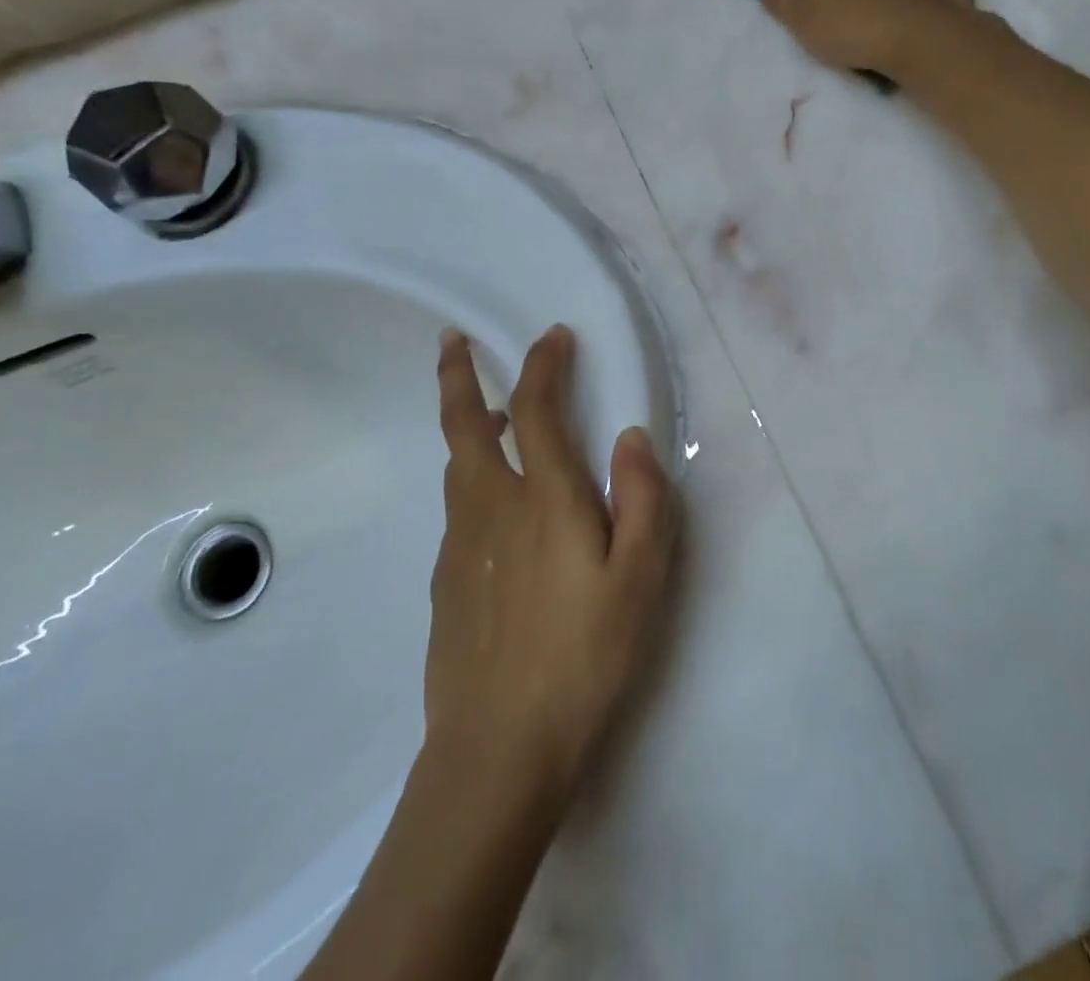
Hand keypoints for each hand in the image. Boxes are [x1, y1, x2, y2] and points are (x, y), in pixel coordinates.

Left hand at [426, 325, 677, 812]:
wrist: (497, 752)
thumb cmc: (583, 658)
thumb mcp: (640, 580)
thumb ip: (642, 500)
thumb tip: (630, 436)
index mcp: (544, 500)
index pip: (534, 409)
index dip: (543, 364)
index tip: (555, 336)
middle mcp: (492, 508)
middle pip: (464, 425)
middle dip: (458, 375)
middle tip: (452, 341)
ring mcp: (460, 546)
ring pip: (456, 468)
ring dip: (466, 428)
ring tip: (486, 417)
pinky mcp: (447, 583)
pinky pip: (459, 511)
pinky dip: (471, 482)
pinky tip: (497, 514)